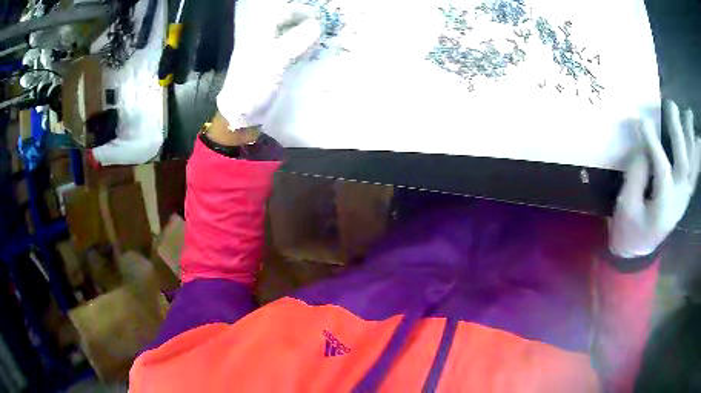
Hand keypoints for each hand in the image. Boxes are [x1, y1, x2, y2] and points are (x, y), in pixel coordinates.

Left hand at [217, 0, 320, 132]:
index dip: (299, 11)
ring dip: (305, 34)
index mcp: (258, 34)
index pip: (280, 12)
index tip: (318, 17)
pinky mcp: (272, 67)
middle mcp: (262, 39)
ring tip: (323, 38)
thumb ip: (294, 40)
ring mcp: (267, 53)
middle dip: (305, 21)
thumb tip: (317, 24)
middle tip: (324, 27)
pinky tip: (313, 53)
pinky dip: (303, 48)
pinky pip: (290, 50)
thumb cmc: (253, 85)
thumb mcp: (274, 60)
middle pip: (285, 22)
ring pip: (289, 35)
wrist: (240, 114)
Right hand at [609, 100, 700, 257]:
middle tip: (670, 105)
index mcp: (663, 206)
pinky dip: (698, 157)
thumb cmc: (630, 231)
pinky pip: (694, 175)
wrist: (639, 251)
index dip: (653, 143)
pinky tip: (698, 140)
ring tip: (688, 113)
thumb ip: (636, 176)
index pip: (662, 168)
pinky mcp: (684, 196)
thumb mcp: (627, 207)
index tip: (643, 120)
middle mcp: (678, 200)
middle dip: (677, 132)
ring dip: (691, 139)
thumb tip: (642, 148)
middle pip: (682, 162)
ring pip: (692, 166)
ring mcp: (683, 198)